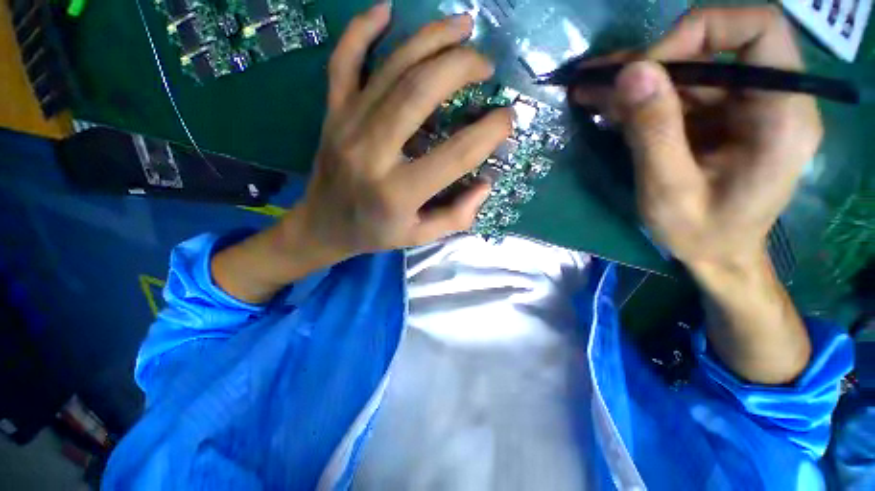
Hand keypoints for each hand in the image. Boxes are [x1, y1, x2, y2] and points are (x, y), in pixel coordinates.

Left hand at [212, 4, 511, 303]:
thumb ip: (457, 216)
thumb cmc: (375, 233)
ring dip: (431, 39)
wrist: (323, 226)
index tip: (507, 119)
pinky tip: (387, 10)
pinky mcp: (332, 113)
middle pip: (420, 92)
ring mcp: (347, 126)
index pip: (455, 154)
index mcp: (398, 192)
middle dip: (461, 67)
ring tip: (463, 27)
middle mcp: (372, 153)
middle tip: (485, 65)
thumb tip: (485, 184)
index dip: (489, 132)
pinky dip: (363, 29)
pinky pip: (344, 61)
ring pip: (391, 68)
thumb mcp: (420, 237)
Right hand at [574, 6, 822, 270]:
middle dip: (648, 62)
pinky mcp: (717, 118)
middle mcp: (768, 100)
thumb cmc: (702, 234)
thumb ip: (654, 132)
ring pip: (686, 71)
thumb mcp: (670, 191)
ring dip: (633, 80)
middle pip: (711, 49)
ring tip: (586, 87)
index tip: (648, 69)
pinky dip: (637, 98)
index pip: (759, 30)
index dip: (700, 31)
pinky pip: (677, 95)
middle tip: (595, 78)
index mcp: (781, 115)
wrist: (718, 256)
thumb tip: (631, 72)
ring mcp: (740, 108)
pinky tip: (603, 104)